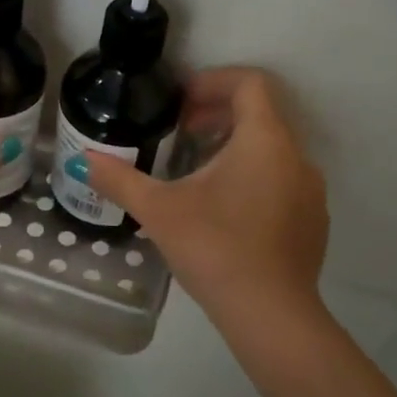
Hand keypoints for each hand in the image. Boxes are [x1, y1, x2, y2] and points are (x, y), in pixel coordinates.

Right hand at [78, 68, 327, 326]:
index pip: (250, 83)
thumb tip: (83, 159)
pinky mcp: (312, 222)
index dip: (213, 82)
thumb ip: (119, 179)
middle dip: (218, 116)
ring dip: (234, 149)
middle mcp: (296, 157)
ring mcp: (310, 191)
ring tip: (196, 175)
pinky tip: (224, 214)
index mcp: (264, 140)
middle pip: (261, 115)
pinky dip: (254, 179)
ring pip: (273, 150)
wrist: (270, 315)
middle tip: (181, 134)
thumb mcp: (158, 211)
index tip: (181, 103)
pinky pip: (283, 181)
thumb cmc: (214, 248)